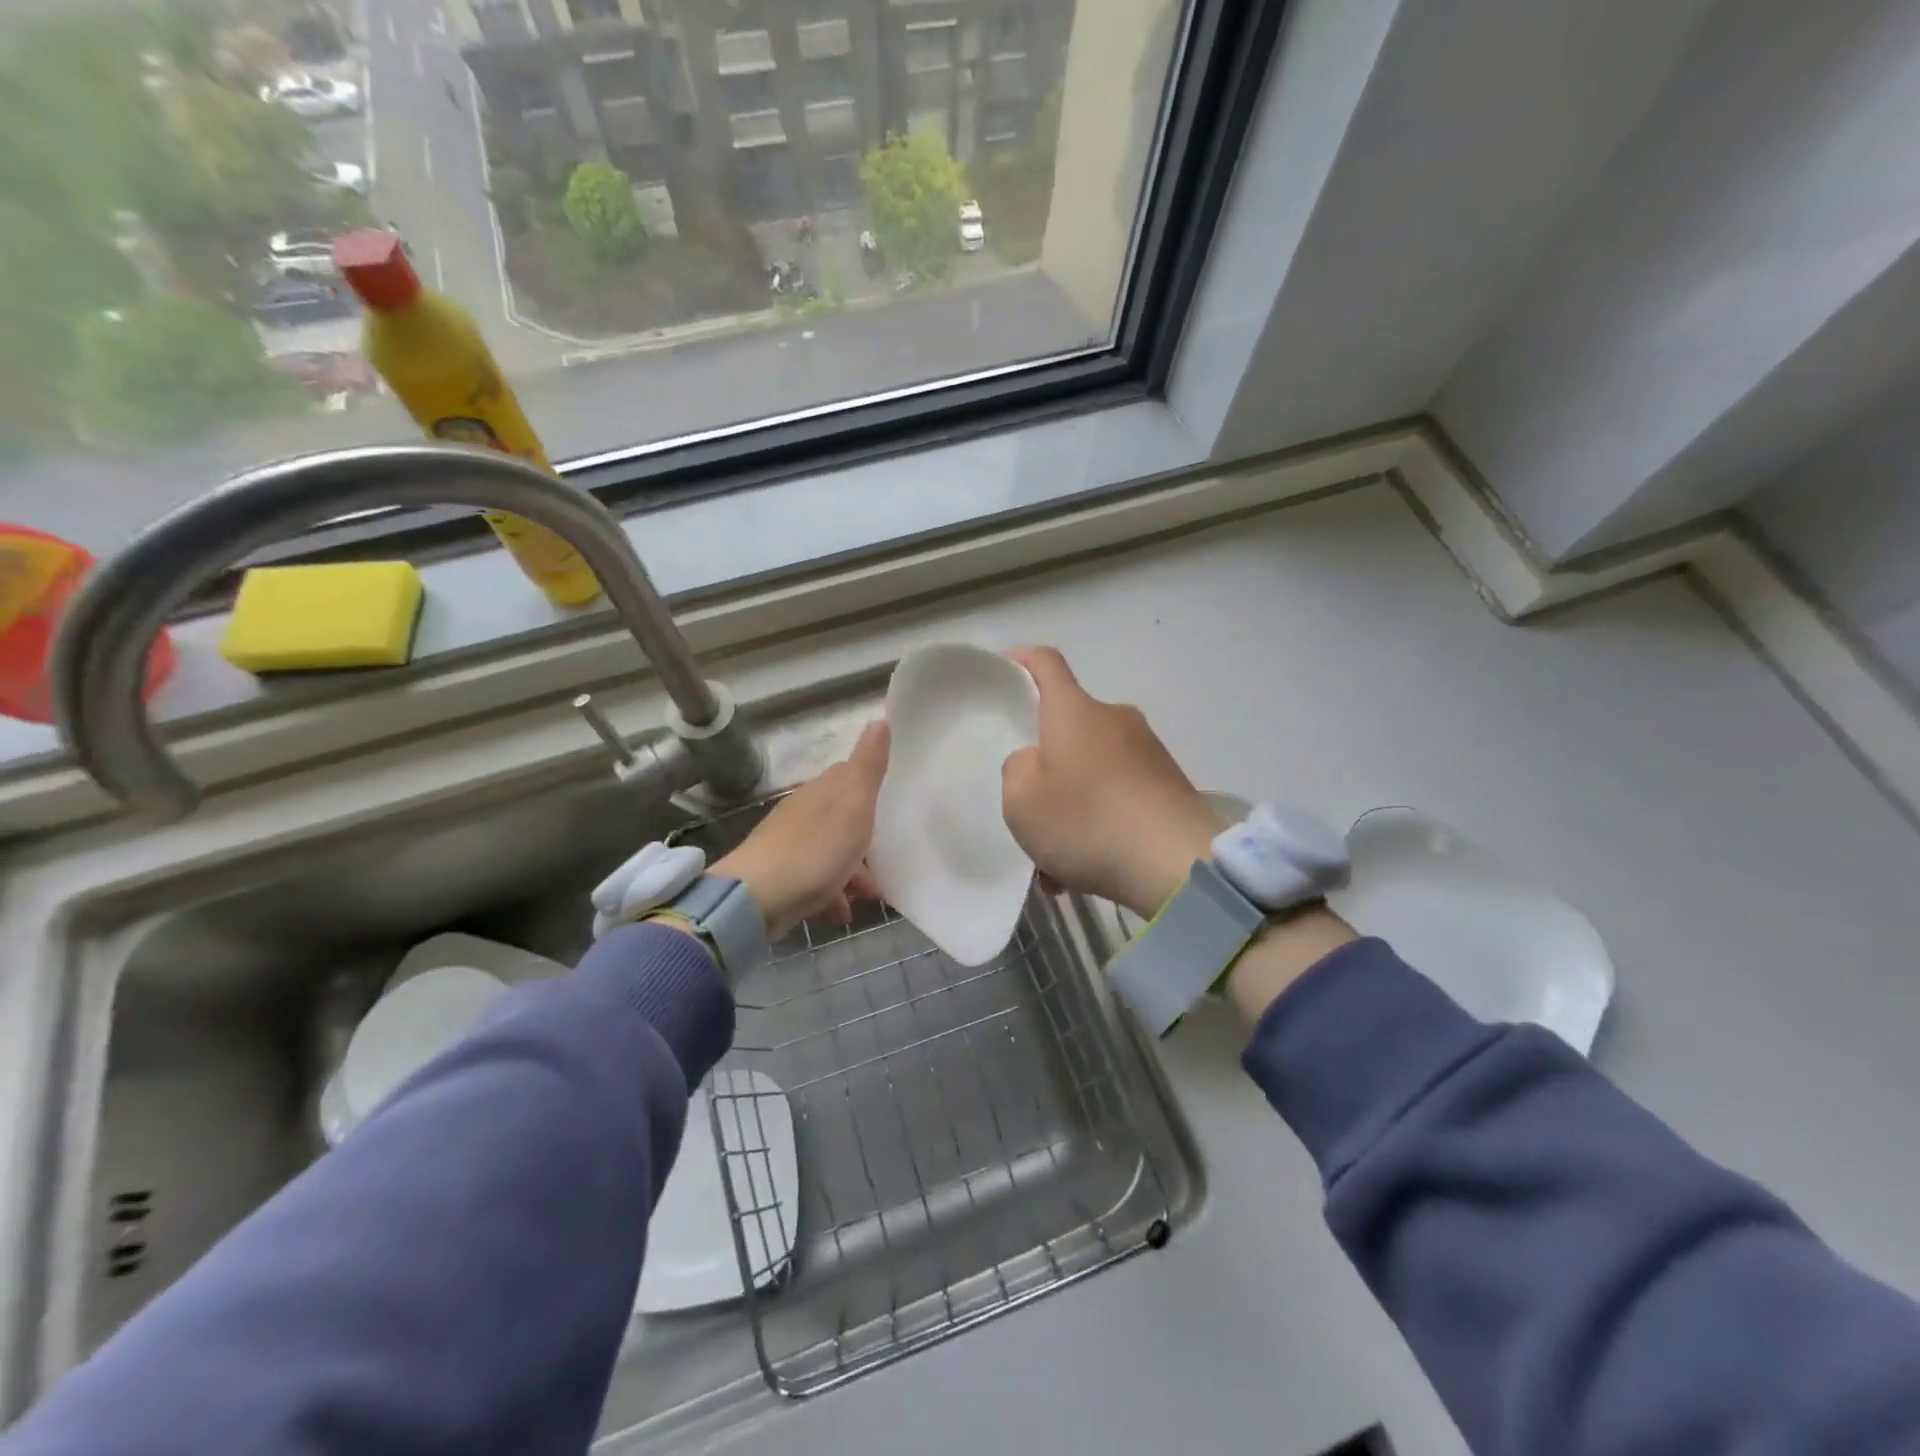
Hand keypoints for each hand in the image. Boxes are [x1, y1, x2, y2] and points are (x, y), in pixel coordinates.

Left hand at [715, 720, 888, 940]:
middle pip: (843, 817)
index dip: (873, 788)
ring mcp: (789, 844)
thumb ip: (868, 766)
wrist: (756, 898)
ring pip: (831, 850)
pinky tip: (840, 912)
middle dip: (867, 837)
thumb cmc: (815, 849)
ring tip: (871, 895)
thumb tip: (880, 720)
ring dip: (853, 870)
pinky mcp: (780, 875)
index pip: (851, 776)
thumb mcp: (853, 804)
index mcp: (822, 790)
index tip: (895, 802)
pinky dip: (832, 892)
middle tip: (891, 857)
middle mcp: (804, 811)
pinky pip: (815, 879)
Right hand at [1001, 647, 1355, 1020]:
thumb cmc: (1087, 821)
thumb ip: (1017, 769)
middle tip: (1027, 805)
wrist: (1177, 865)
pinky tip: (1087, 869)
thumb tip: (1038, 761)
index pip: (1046, 663)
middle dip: (1045, 763)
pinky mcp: (1169, 784)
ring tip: (1055, 860)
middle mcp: (1114, 719)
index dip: (1022, 660)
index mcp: (1074, 711)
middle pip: (1068, 727)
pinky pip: (1118, 795)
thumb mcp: (1021, 799)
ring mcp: (1147, 751)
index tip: (1005, 668)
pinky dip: (1099, 823)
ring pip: (1092, 770)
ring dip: (1071, 804)